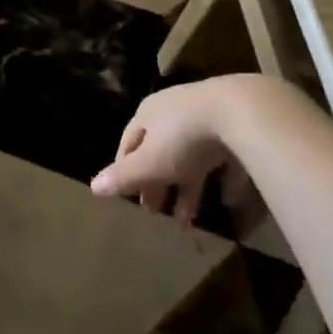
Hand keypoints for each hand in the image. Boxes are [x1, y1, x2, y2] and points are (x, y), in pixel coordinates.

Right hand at [90, 75, 283, 223]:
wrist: (239, 112)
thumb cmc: (184, 138)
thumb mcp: (150, 163)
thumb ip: (123, 177)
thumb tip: (92, 187)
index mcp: (148, 114)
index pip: (129, 142)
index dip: (126, 170)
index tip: (128, 197)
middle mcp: (174, 111)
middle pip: (160, 150)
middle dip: (157, 183)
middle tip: (155, 213)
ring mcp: (206, 116)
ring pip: (192, 156)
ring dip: (187, 189)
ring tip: (187, 222)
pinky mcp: (235, 126)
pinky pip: (224, 156)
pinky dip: (223, 179)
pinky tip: (228, 200)